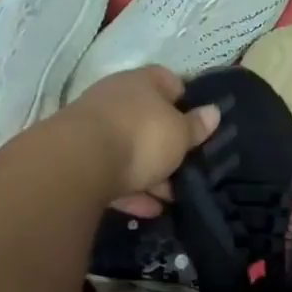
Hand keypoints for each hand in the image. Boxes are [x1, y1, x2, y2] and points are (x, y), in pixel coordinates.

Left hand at [60, 66, 219, 217]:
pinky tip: (148, 211)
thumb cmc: (141, 136)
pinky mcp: (79, 159)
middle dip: (167, 144)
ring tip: (172, 197)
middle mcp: (116, 99)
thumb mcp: (179, 134)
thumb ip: (196, 126)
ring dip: (149, 173)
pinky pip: (111, 174)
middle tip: (188, 167)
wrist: (78, 163)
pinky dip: (130, 191)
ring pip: (128, 149)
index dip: (186, 99)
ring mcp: (93, 128)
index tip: (199, 123)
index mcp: (142, 82)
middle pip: (147, 118)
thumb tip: (213, 111)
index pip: (168, 80)